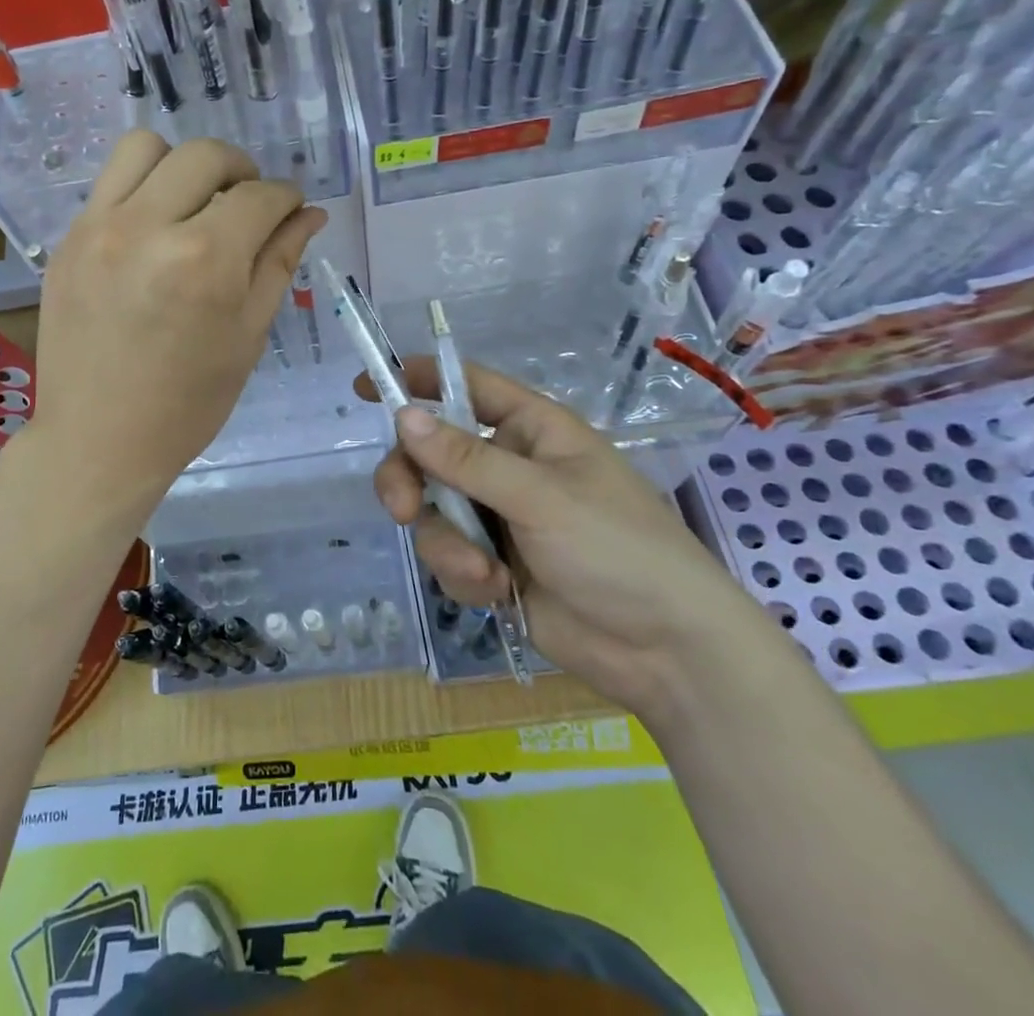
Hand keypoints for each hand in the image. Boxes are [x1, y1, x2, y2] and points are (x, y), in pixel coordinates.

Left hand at [29, 131, 325, 518]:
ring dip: (183, 165)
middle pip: (205, 156)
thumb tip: (308, 214)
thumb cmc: (188, 403)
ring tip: (194, 203)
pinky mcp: (69, 239)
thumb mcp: (248, 335)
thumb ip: (279, 262)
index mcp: (205, 259)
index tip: (290, 210)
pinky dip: (142, 188)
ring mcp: (99, 228)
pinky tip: (153, 228)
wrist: (99, 440)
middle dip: (241, 170)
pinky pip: (109, 182)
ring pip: (146, 147)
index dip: (285, 197)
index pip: (259, 196)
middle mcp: (148, 226)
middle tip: (248, 204)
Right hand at [366, 359, 773, 720]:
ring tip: (484, 572)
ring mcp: (498, 517)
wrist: (667, 653)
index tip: (366, 388)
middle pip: (429, 454)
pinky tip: (498, 592)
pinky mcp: (493, 564)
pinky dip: (465, 574)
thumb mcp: (541, 497)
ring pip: (434, 511)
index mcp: (531, 430)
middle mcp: (508, 466)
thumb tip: (403, 417)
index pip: (464, 386)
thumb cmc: (619, 550)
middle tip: (401, 508)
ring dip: (448, 543)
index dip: (416, 379)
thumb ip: (467, 459)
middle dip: (410, 480)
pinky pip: (449, 555)